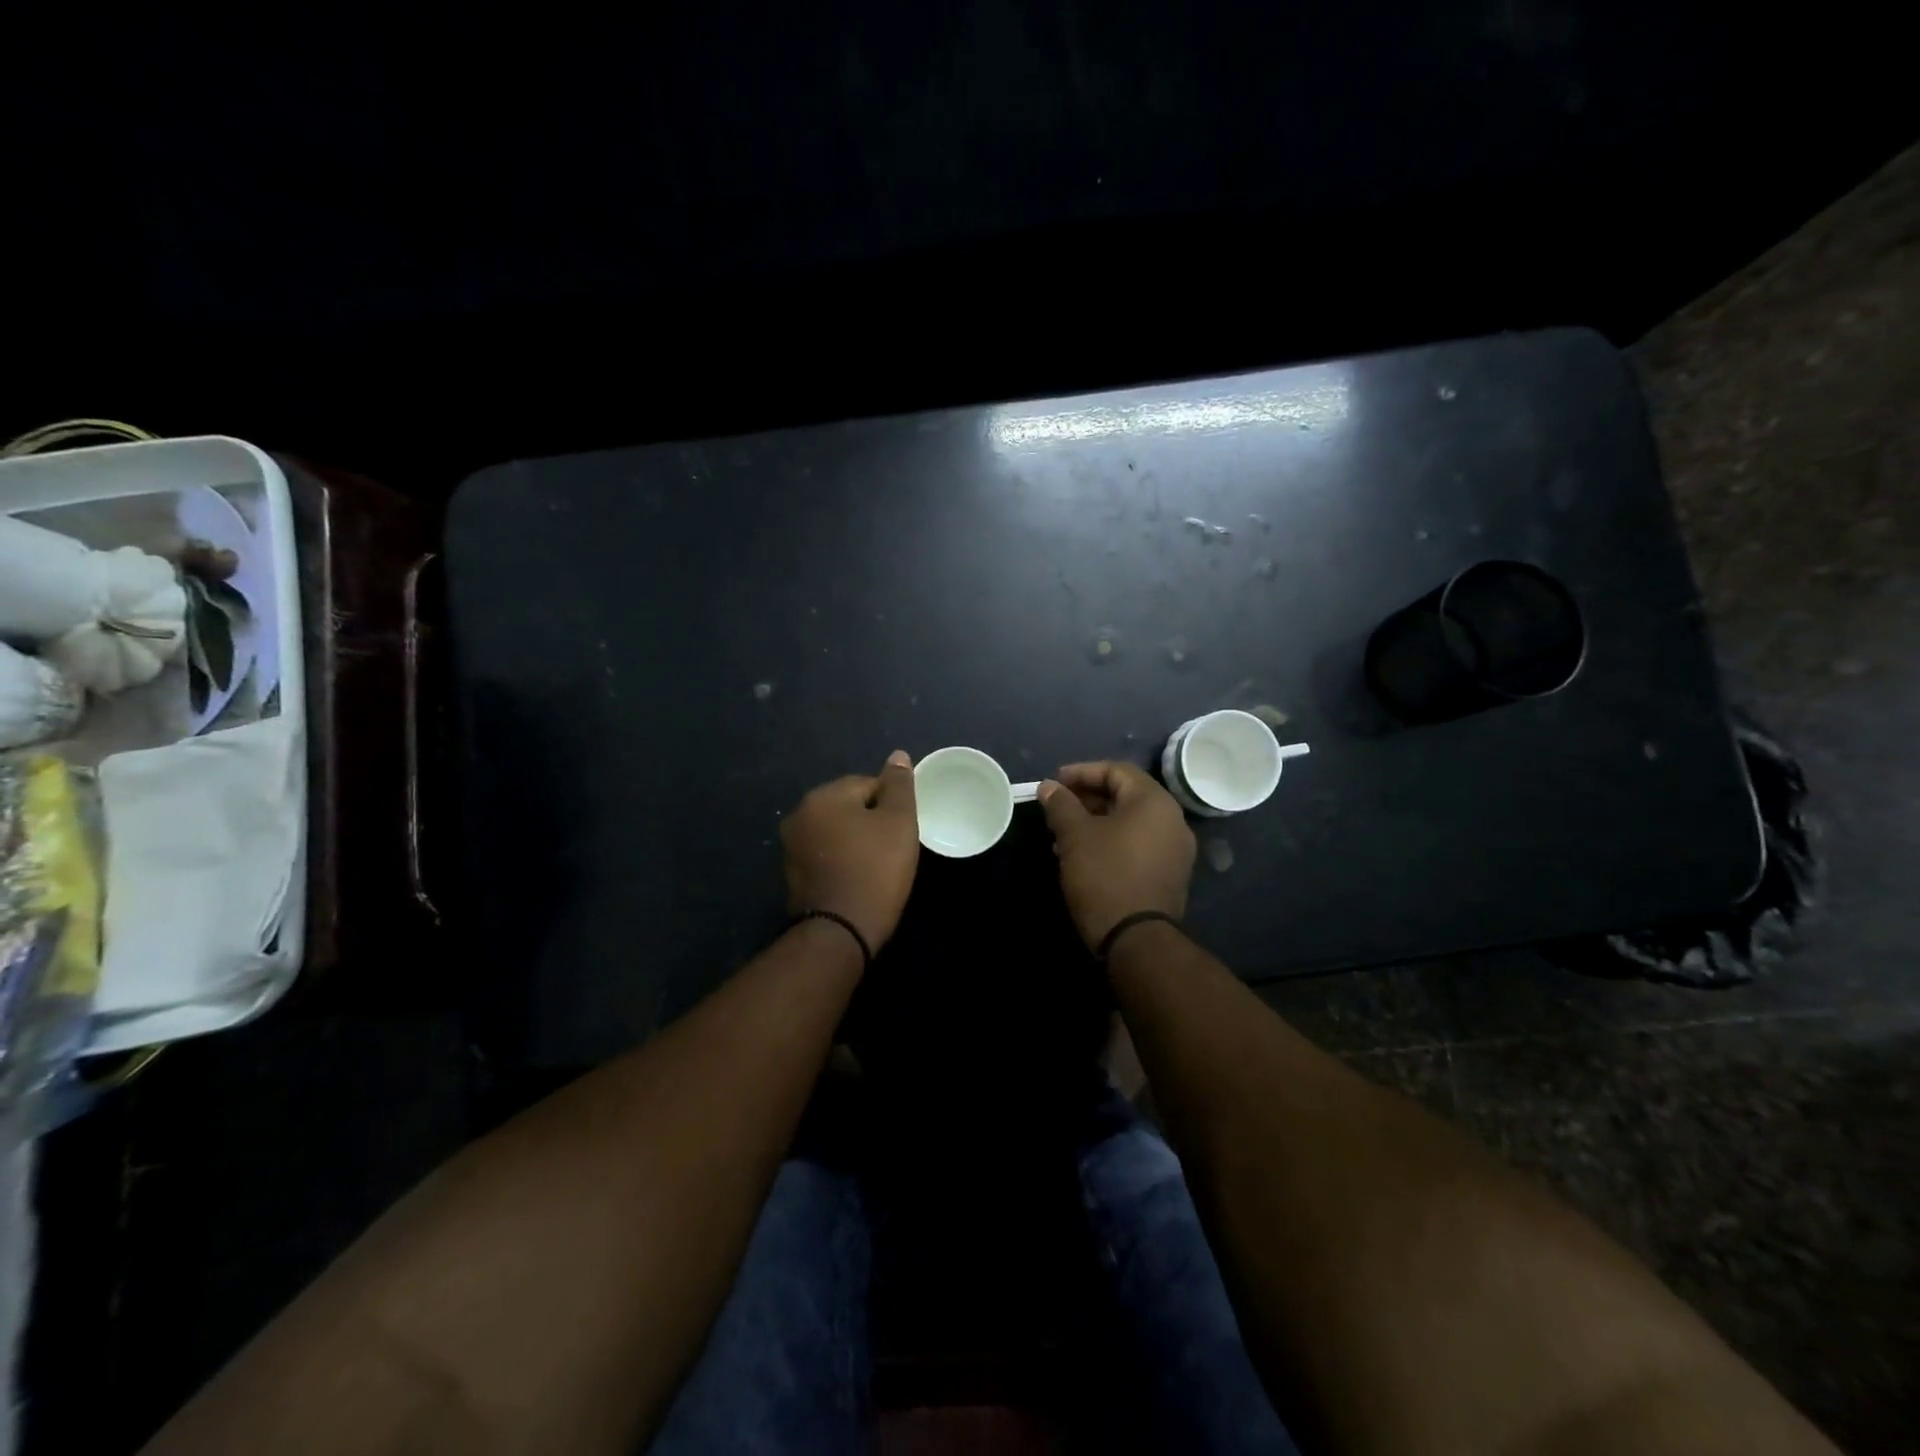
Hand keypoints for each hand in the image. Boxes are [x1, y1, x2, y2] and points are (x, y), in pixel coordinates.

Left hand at [781, 751, 920, 952]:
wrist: (840, 932)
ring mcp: (791, 847)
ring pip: (836, 832)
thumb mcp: (899, 822)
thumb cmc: (875, 870)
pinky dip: (842, 862)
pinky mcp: (793, 876)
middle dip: (871, 822)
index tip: (903, 832)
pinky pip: (826, 856)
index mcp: (823, 796)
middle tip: (894, 850)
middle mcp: (799, 815)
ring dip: (855, 842)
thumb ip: (899, 785)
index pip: (868, 784)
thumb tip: (897, 755)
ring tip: (877, 867)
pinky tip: (857, 880)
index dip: (892, 806)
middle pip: (849, 807)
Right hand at [1038, 761, 1194, 951]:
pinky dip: (1112, 842)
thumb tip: (1048, 787)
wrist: (1136, 939)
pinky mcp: (1170, 875)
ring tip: (1063, 836)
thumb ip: (1061, 805)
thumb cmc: (1104, 875)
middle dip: (1087, 799)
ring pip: (1130, 822)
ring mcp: (1175, 850)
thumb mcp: (1075, 836)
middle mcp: (1173, 820)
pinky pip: (1138, 845)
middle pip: (1126, 795)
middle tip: (1057, 809)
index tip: (1054, 783)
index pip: (1116, 771)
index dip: (1082, 772)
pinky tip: (1084, 856)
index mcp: (1154, 802)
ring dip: (1096, 822)